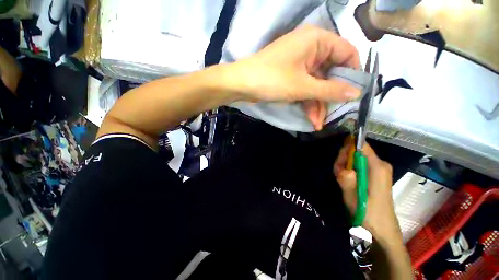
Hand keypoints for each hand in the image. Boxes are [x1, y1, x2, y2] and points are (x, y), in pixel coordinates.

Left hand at [227, 25, 360, 129]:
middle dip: (331, 96)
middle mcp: (311, 49)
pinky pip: (305, 88)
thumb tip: (357, 93)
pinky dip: (308, 103)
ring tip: (318, 124)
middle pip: (331, 73)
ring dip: (318, 105)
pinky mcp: (291, 77)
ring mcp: (300, 64)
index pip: (347, 52)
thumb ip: (330, 89)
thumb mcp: (303, 86)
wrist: (242, 85)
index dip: (353, 74)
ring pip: (317, 84)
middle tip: (334, 115)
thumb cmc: (272, 80)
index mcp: (317, 41)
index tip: (355, 94)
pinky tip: (311, 119)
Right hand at [334, 142, 402, 243]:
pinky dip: (350, 170)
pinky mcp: (375, 175)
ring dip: (345, 166)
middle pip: (357, 151)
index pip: (361, 146)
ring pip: (356, 159)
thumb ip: (347, 180)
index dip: (347, 149)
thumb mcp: (354, 197)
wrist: (382, 229)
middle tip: (338, 173)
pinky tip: (346, 181)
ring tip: (341, 179)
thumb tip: (342, 167)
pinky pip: (358, 165)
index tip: (338, 161)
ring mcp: (378, 169)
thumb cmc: (369, 213)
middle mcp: (380, 164)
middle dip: (344, 159)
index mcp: (378, 167)